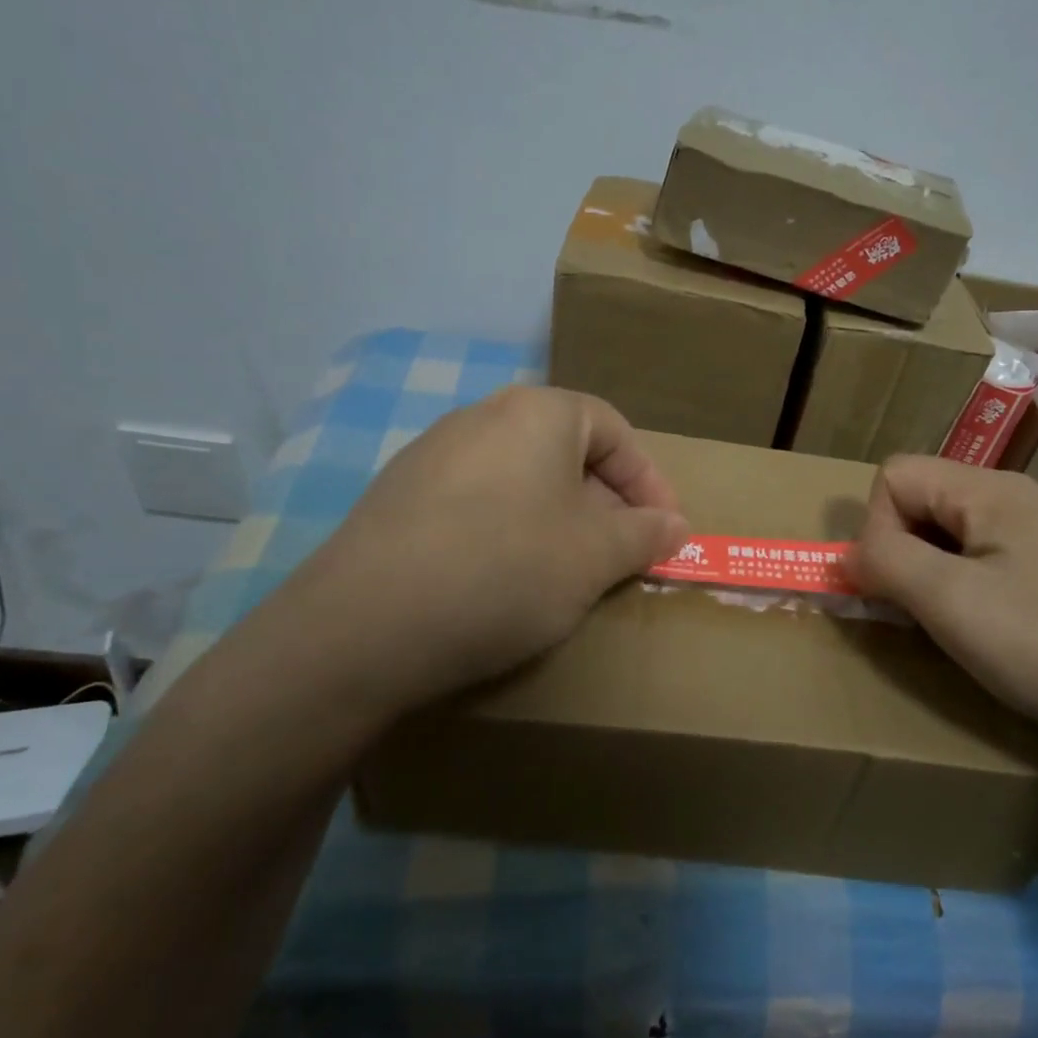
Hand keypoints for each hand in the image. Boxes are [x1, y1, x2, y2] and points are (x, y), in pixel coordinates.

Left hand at [267, 387, 687, 722]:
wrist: (363, 625)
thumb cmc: (506, 569)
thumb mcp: (595, 556)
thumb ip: (645, 534)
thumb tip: (674, 525)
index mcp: (537, 412)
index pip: (614, 430)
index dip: (649, 481)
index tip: (666, 530)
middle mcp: (481, 417)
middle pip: (565, 452)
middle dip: (605, 504)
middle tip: (620, 555)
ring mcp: (432, 455)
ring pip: (520, 479)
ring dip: (557, 520)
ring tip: (567, 573)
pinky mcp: (398, 497)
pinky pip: (476, 502)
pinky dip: (507, 532)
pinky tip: (502, 580)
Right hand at [844, 456, 1037, 773]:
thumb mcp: (949, 602)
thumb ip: (885, 561)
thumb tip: (850, 552)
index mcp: (994, 490)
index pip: (897, 475)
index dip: (878, 526)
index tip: (896, 585)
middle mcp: (1026, 496)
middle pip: (930, 499)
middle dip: (907, 550)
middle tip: (920, 609)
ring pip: (962, 532)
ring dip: (939, 571)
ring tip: (956, 625)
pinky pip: (998, 558)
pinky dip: (976, 586)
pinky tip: (1000, 631)